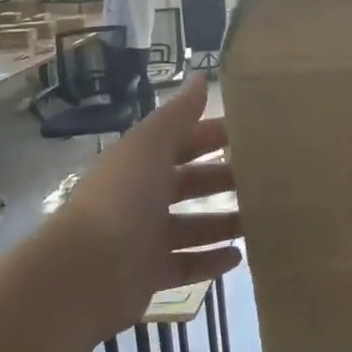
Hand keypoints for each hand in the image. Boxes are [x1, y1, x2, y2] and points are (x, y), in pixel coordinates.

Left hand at [46, 74, 242, 341]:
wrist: (84, 273)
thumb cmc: (122, 199)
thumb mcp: (150, 145)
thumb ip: (178, 114)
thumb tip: (202, 77)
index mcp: (141, 163)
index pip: (182, 143)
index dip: (213, 136)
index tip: (254, 136)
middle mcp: (142, 197)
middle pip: (190, 184)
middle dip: (223, 181)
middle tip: (266, 181)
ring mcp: (145, 238)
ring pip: (193, 227)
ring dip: (223, 223)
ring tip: (260, 221)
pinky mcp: (150, 275)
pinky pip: (187, 266)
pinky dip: (211, 262)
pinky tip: (239, 257)